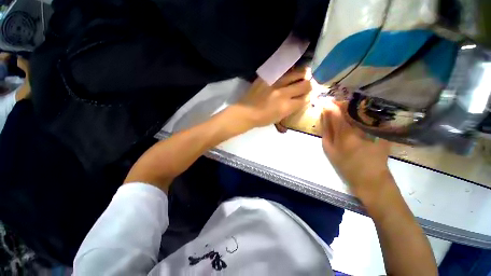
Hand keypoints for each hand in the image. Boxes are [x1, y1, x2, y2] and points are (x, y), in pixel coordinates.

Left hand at [234, 69, 311, 129]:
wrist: (246, 112)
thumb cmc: (262, 119)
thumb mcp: (278, 118)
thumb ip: (290, 109)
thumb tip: (299, 102)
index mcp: (286, 107)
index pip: (305, 99)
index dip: (308, 97)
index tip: (307, 96)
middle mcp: (283, 93)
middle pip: (305, 84)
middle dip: (309, 85)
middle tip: (307, 85)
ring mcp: (275, 83)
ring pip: (296, 73)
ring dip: (302, 74)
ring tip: (302, 75)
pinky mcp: (267, 77)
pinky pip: (282, 70)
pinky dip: (288, 71)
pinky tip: (289, 72)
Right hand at [321, 100, 394, 202]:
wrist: (371, 178)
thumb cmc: (346, 165)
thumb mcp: (329, 149)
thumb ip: (326, 130)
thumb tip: (324, 114)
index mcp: (345, 133)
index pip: (336, 111)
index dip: (329, 104)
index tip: (324, 102)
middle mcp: (361, 127)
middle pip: (350, 107)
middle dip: (340, 103)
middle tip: (332, 105)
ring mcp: (373, 127)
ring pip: (360, 109)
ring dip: (349, 107)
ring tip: (341, 109)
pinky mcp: (381, 129)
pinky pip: (369, 115)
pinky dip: (360, 112)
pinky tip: (355, 116)